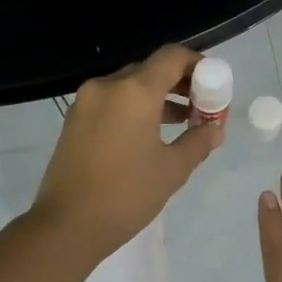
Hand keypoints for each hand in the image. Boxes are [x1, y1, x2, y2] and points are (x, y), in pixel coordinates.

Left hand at [30, 44, 222, 257]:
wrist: (67, 225)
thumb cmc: (127, 195)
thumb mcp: (172, 170)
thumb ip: (198, 142)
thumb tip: (214, 129)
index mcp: (134, 91)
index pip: (172, 57)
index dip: (198, 65)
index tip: (213, 86)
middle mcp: (107, 86)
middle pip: (150, 69)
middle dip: (179, 84)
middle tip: (200, 108)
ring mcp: (86, 101)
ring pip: (129, 86)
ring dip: (157, 97)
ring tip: (181, 123)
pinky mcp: (74, 120)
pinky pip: (111, 101)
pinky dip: (134, 108)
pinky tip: (148, 135)